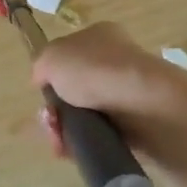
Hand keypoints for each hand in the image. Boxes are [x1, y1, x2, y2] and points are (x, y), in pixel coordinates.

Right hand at [32, 23, 186, 175]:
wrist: (144, 105)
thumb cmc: (95, 70)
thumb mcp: (52, 57)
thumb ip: (42, 65)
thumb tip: (44, 79)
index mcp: (101, 36)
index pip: (71, 54)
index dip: (53, 74)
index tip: (43, 91)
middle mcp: (116, 62)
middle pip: (74, 90)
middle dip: (56, 110)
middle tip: (50, 121)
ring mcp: (127, 95)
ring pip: (84, 117)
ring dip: (64, 131)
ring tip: (60, 140)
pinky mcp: (136, 126)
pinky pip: (100, 137)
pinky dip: (82, 145)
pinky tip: (72, 150)